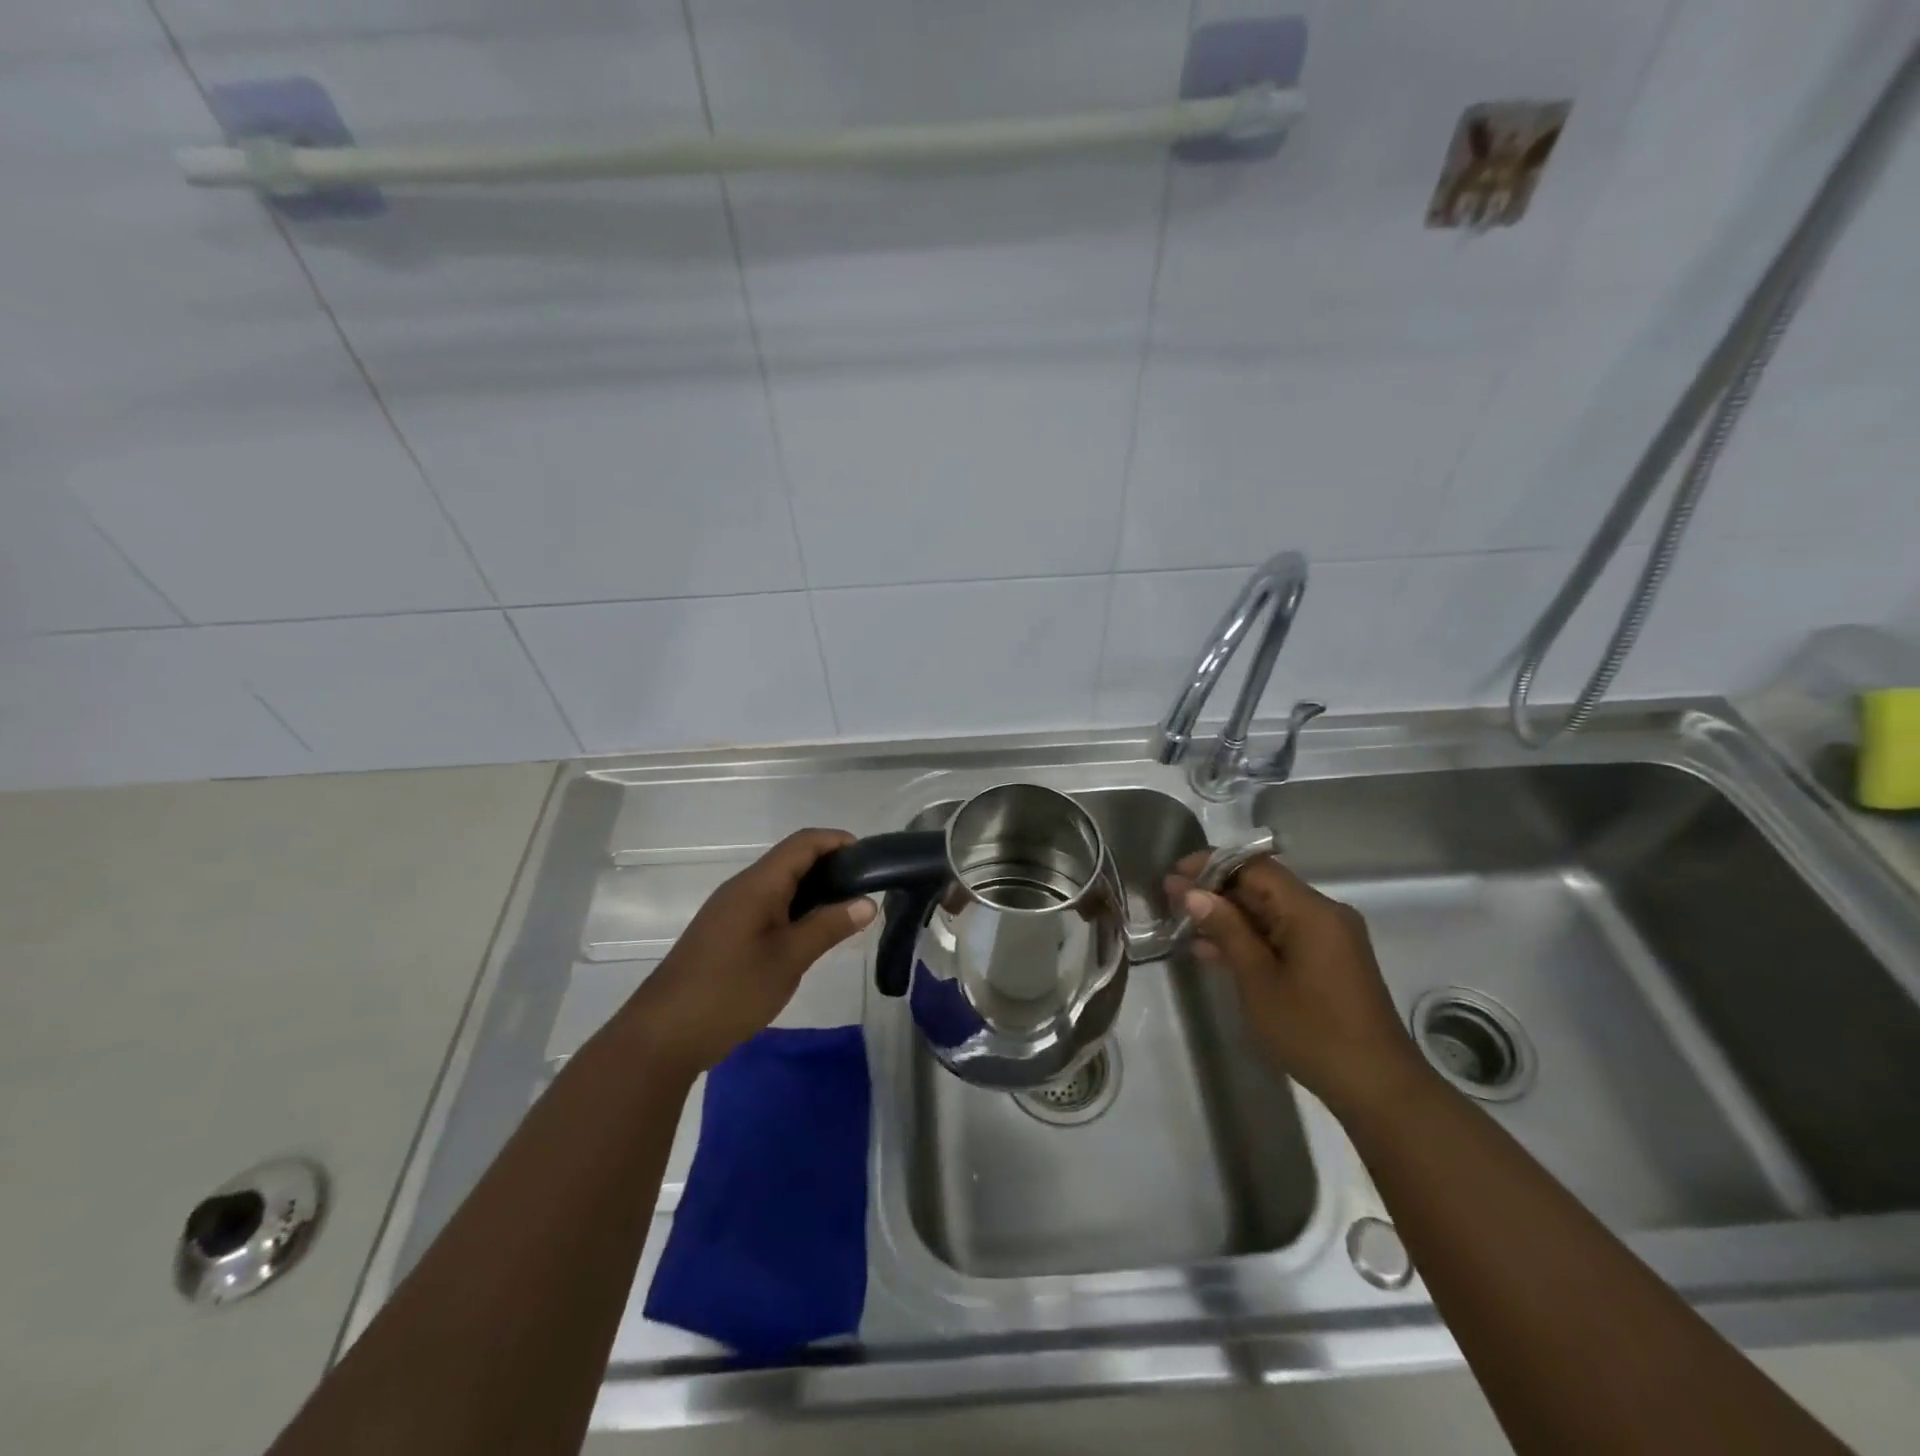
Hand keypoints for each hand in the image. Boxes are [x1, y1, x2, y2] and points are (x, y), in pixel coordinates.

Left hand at [620, 829, 875, 1078]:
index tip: (872, 860)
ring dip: (815, 890)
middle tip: (866, 890)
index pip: (804, 842)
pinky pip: (768, 905)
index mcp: (758, 884)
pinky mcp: (725, 932)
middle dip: (832, 866)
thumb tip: (868, 902)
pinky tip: (811, 935)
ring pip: (780, 884)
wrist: (663, 1035)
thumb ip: (829, 927)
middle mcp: (743, 887)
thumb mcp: (789, 959)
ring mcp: (731, 910)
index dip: (839, 841)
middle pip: (792, 859)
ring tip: (847, 912)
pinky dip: (796, 909)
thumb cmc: (730, 991)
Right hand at [1166, 852, 1429, 1117]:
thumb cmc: (1312, 1031)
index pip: (1255, 867)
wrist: (1377, 1087)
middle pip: (1263, 886)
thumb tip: (1193, 892)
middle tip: (1170, 898)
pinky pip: (1283, 934)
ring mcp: (1329, 938)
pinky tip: (1214, 950)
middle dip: (1216, 890)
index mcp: (1311, 911)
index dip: (1212, 864)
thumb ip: (1227, 930)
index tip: (1175, 874)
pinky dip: (1251, 937)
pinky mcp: (1328, 960)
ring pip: (1271, 911)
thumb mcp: (1258, 980)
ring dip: (1230, 916)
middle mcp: (1324, 914)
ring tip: (1183, 923)